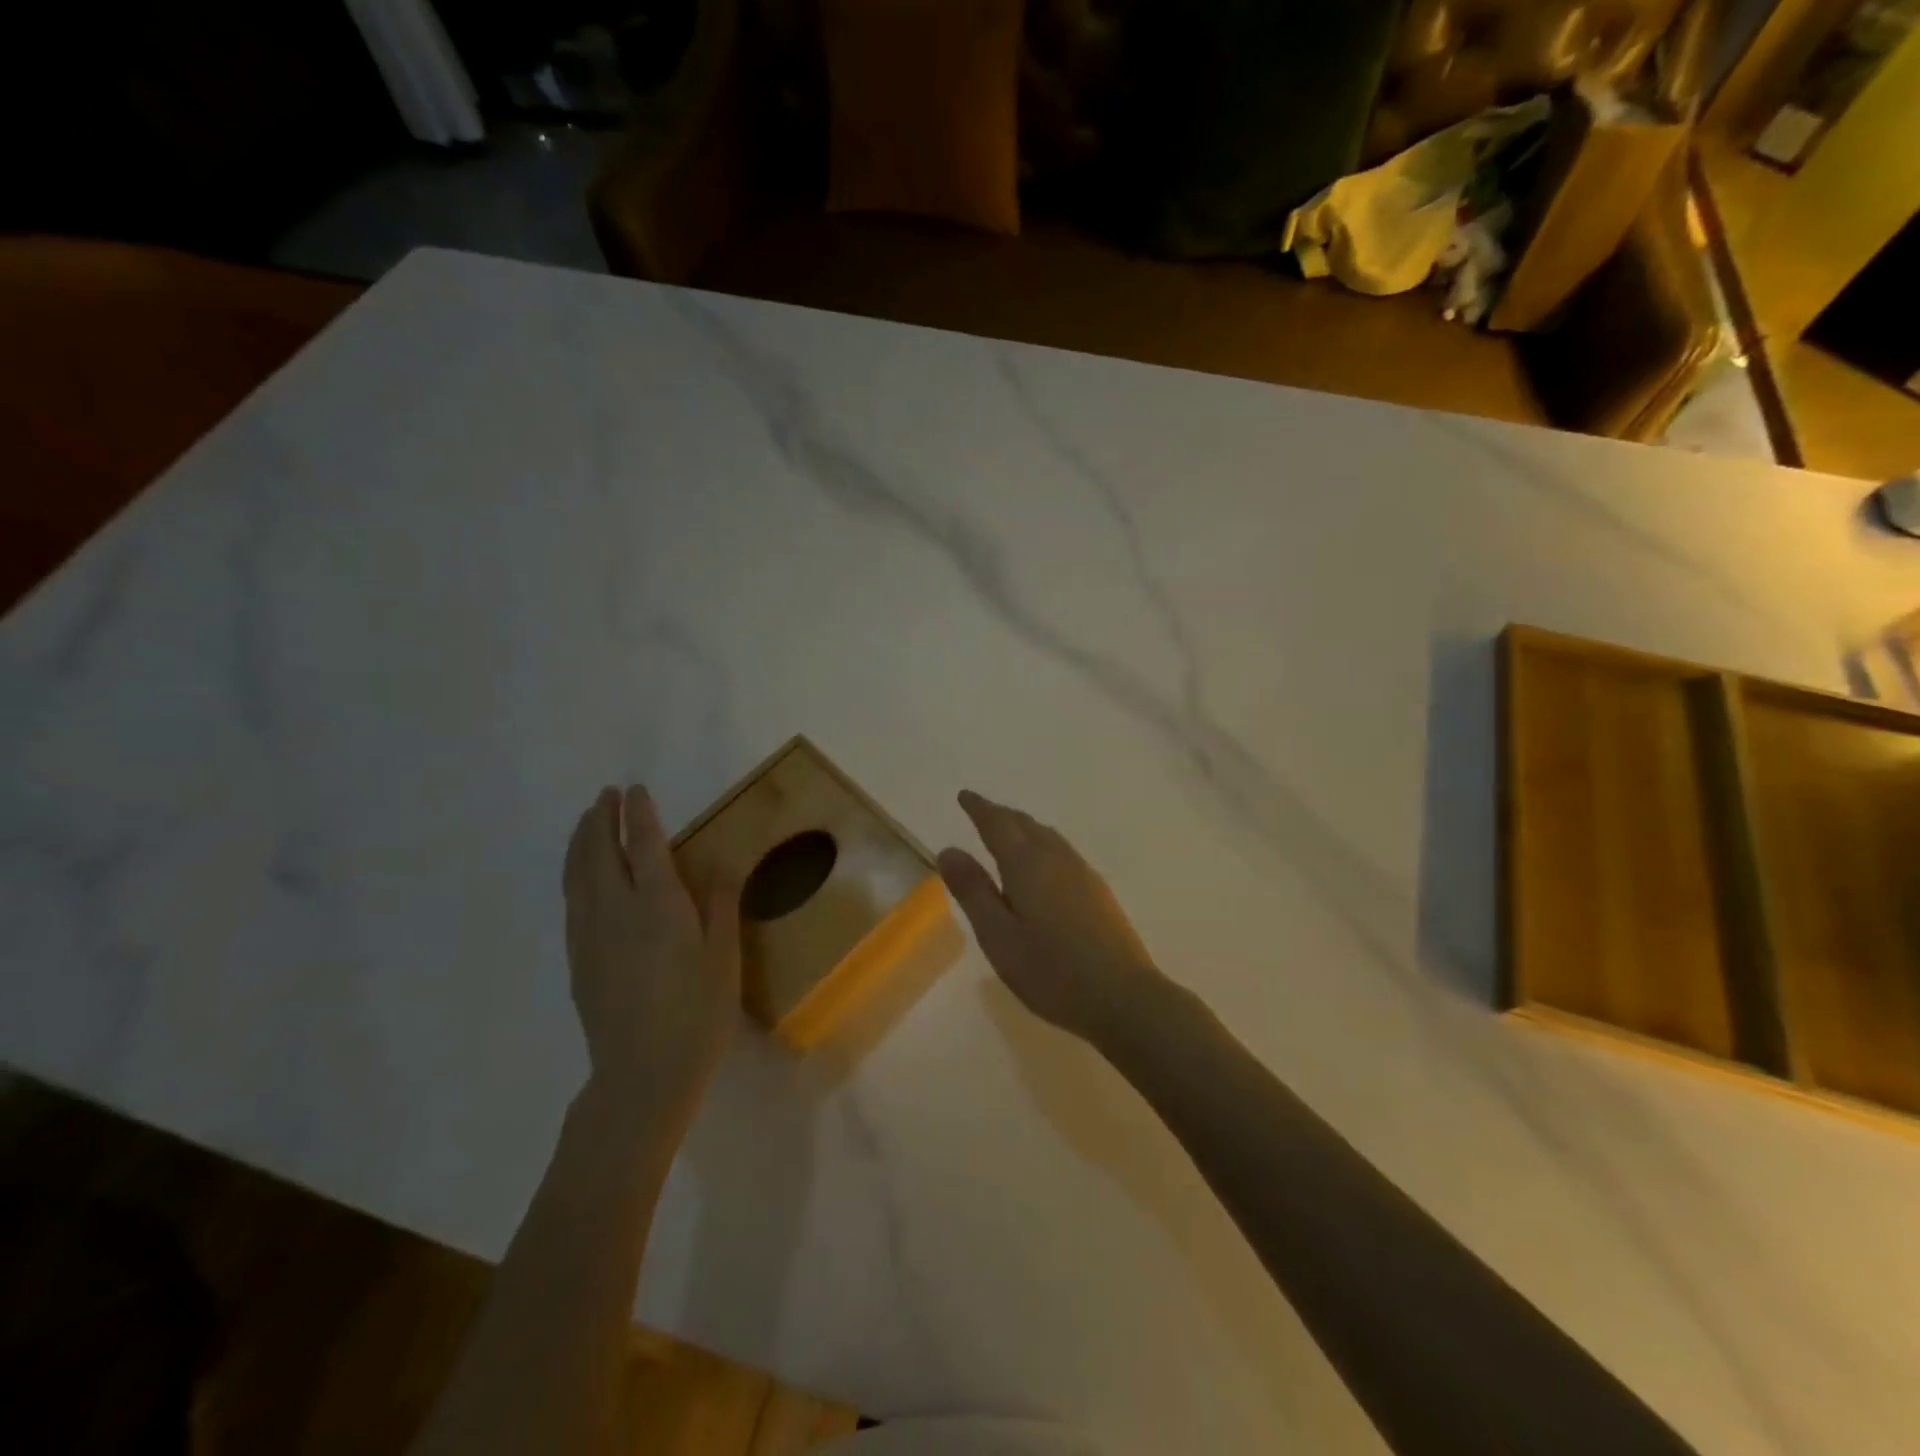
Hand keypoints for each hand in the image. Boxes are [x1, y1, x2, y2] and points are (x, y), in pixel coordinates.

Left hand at [563, 786, 740, 1123]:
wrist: (642, 1076)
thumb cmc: (697, 1013)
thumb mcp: (724, 957)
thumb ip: (721, 904)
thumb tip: (721, 862)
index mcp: (658, 904)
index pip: (643, 845)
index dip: (639, 814)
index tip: (635, 790)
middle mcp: (616, 910)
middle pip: (599, 853)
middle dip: (601, 819)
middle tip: (605, 796)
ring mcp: (590, 936)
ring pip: (577, 875)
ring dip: (581, 842)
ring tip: (586, 823)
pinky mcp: (579, 960)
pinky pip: (572, 901)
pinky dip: (574, 875)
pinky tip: (581, 878)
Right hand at [938, 790, 1165, 1042]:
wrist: (1123, 998)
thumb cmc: (1051, 971)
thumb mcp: (998, 936)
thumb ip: (973, 891)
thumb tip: (949, 849)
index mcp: (1027, 865)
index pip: (998, 824)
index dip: (979, 808)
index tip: (964, 796)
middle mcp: (1057, 859)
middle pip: (1026, 824)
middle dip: (1001, 814)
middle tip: (982, 811)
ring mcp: (1083, 874)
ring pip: (1048, 836)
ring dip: (1025, 828)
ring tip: (1010, 833)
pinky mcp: (1099, 892)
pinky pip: (1062, 852)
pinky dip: (1043, 844)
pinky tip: (1044, 866)